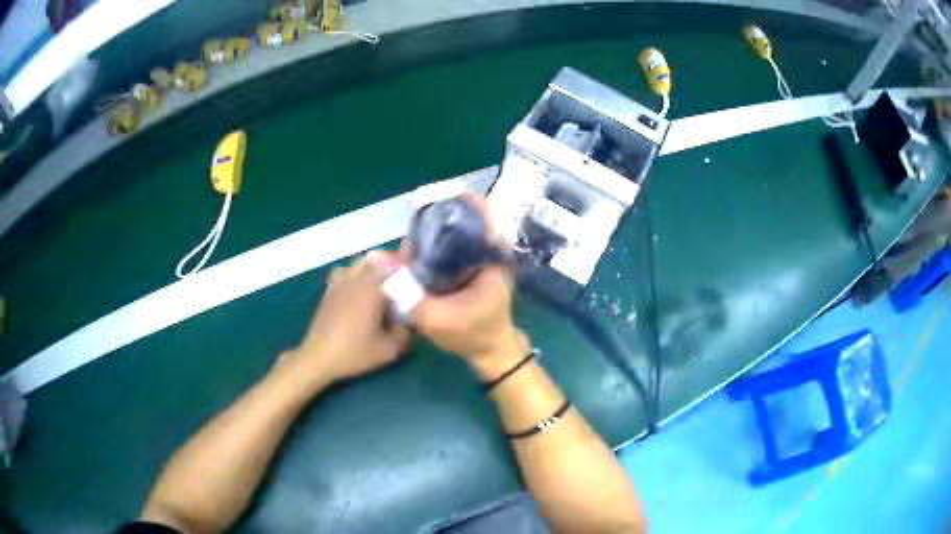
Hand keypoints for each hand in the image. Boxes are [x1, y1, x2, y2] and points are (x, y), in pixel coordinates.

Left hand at [279, 252, 409, 387]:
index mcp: (373, 289)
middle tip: (400, 281)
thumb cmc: (354, 352)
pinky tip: (356, 289)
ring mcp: (340, 283)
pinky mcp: (329, 291)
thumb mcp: (388, 350)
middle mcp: (356, 280)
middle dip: (390, 266)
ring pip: (359, 264)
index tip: (416, 277)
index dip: (407, 268)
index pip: (395, 267)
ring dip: (371, 268)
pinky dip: (353, 274)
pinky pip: (343, 272)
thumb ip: (405, 334)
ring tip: (378, 283)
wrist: (319, 357)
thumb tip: (408, 323)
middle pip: (377, 260)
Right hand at [403, 194, 528, 379]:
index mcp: (492, 254)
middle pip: (461, 218)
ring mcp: (481, 257)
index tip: (422, 200)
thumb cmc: (472, 335)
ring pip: (454, 232)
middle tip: (407, 237)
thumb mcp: (437, 319)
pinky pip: (451, 246)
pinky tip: (414, 257)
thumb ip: (406, 293)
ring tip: (408, 249)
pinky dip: (432, 247)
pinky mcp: (472, 267)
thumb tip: (376, 258)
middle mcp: (490, 249)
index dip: (450, 198)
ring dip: (431, 234)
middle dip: (432, 220)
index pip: (478, 209)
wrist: (491, 353)